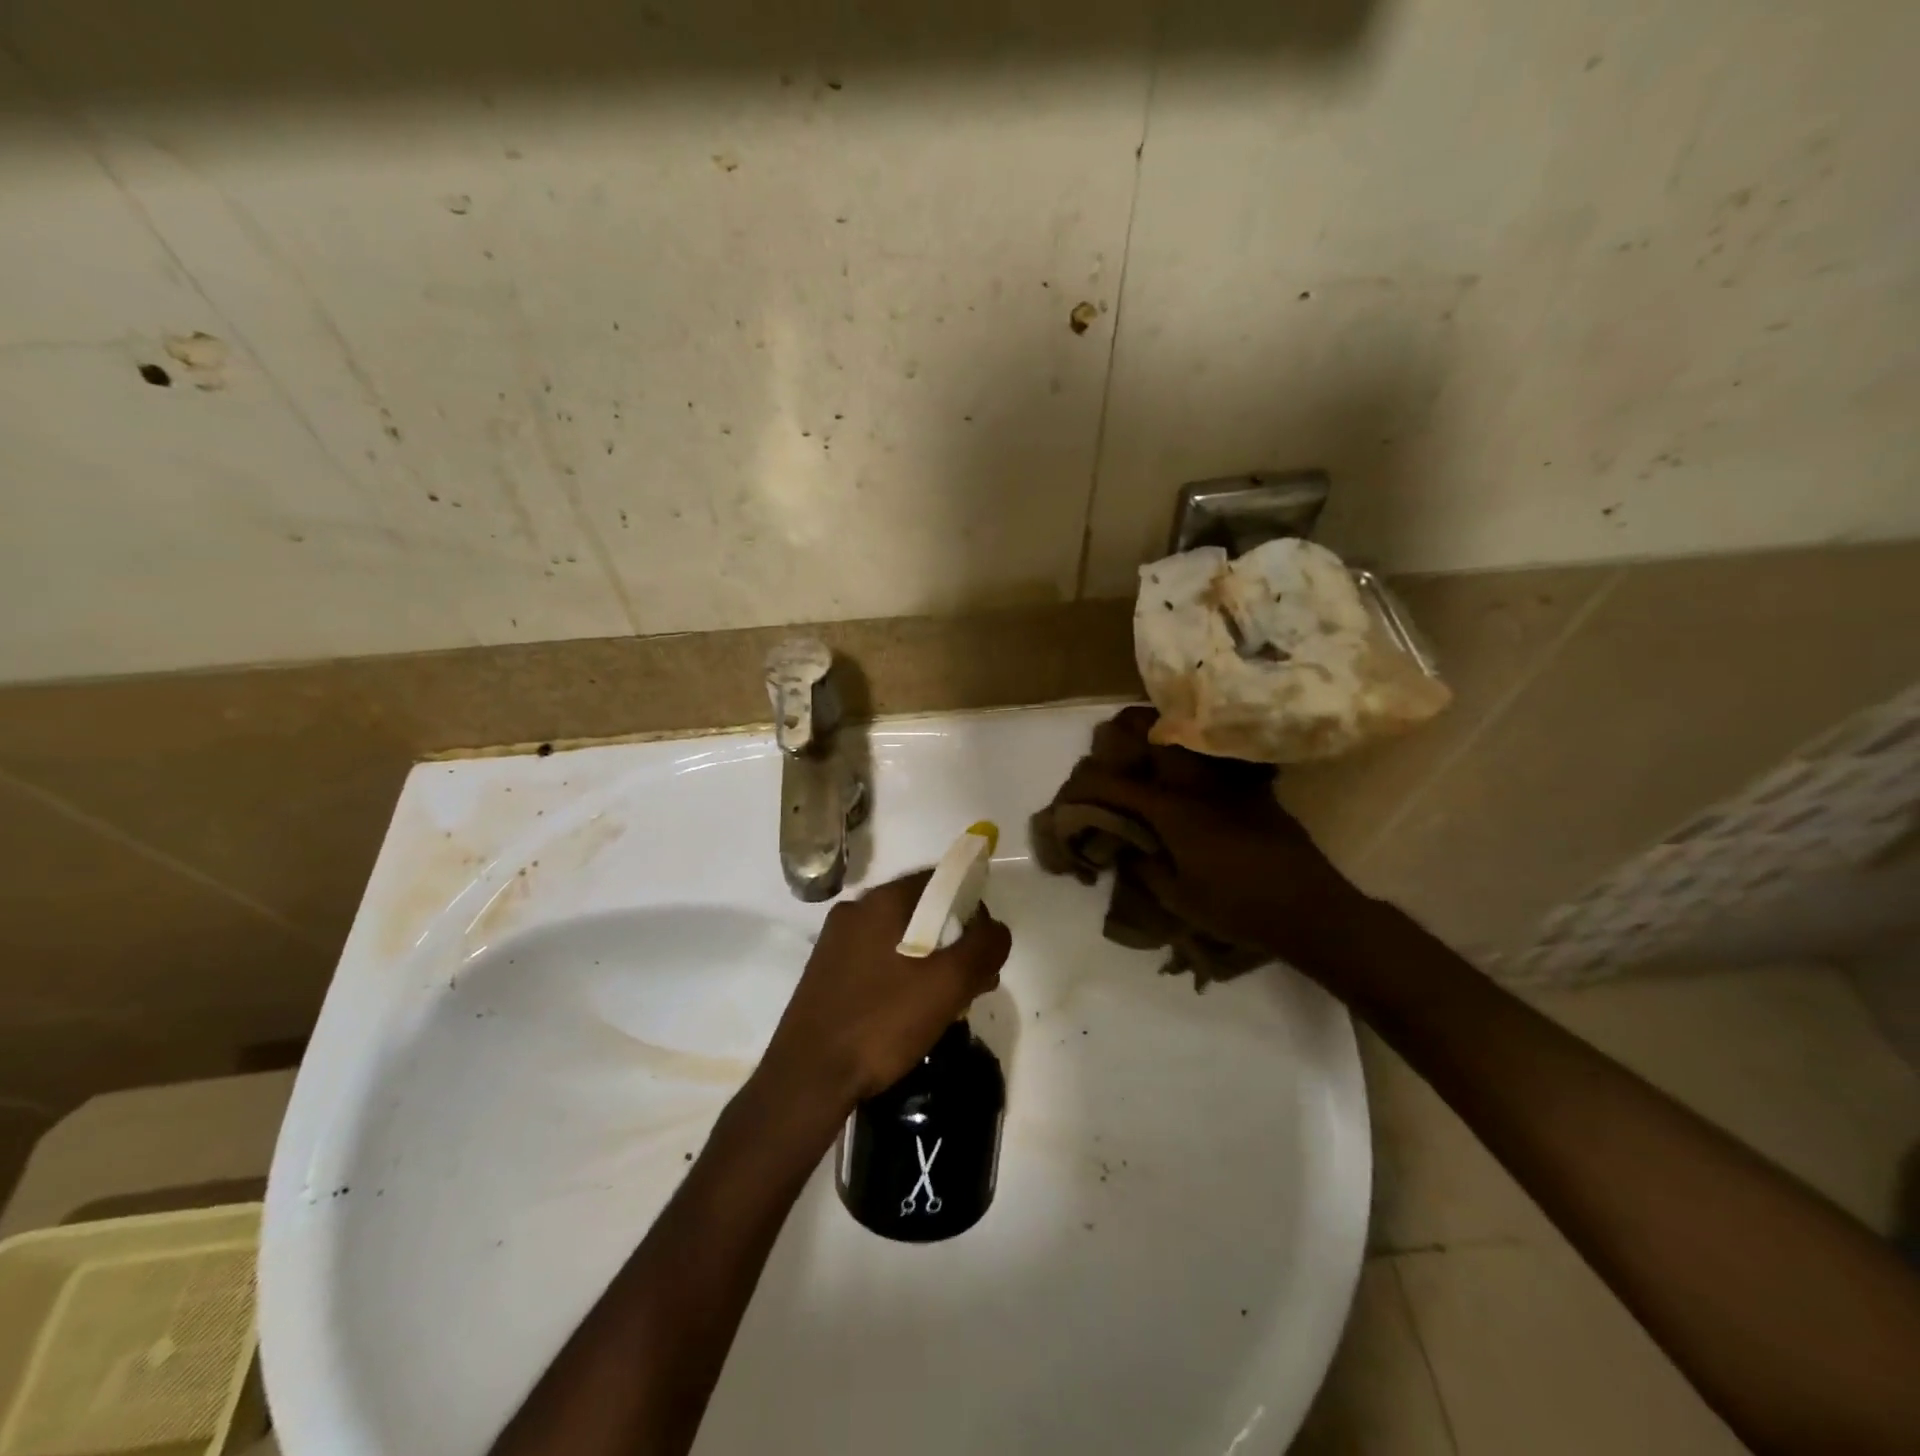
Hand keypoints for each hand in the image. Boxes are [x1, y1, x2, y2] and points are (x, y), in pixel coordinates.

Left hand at [758, 871, 1011, 1112]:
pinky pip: (877, 960)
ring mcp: (836, 943)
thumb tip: (996, 929)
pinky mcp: (826, 973)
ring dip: (930, 962)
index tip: (985, 947)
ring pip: (899, 938)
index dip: (972, 906)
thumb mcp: (948, 984)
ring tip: (947, 1004)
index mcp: (881, 901)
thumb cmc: (881, 1022)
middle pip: (921, 910)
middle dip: (954, 940)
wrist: (807, 1079)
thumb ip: (983, 947)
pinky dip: (902, 976)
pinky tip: (911, 1013)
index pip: (939, 880)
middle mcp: (855, 911)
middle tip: (973, 982)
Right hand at [1058, 707, 1370, 963]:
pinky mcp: (1254, 788)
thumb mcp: (1178, 898)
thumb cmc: (1237, 908)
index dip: (1089, 784)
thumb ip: (1145, 867)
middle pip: (1155, 738)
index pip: (1118, 786)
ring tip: (1144, 740)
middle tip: (1108, 738)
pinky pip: (1215, 758)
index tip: (1073, 789)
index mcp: (1173, 811)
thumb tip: (1127, 848)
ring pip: (1188, 740)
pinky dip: (1195, 753)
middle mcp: (1198, 785)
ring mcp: (1229, 782)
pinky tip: (1191, 766)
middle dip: (1125, 730)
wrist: (1310, 908)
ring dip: (1161, 734)